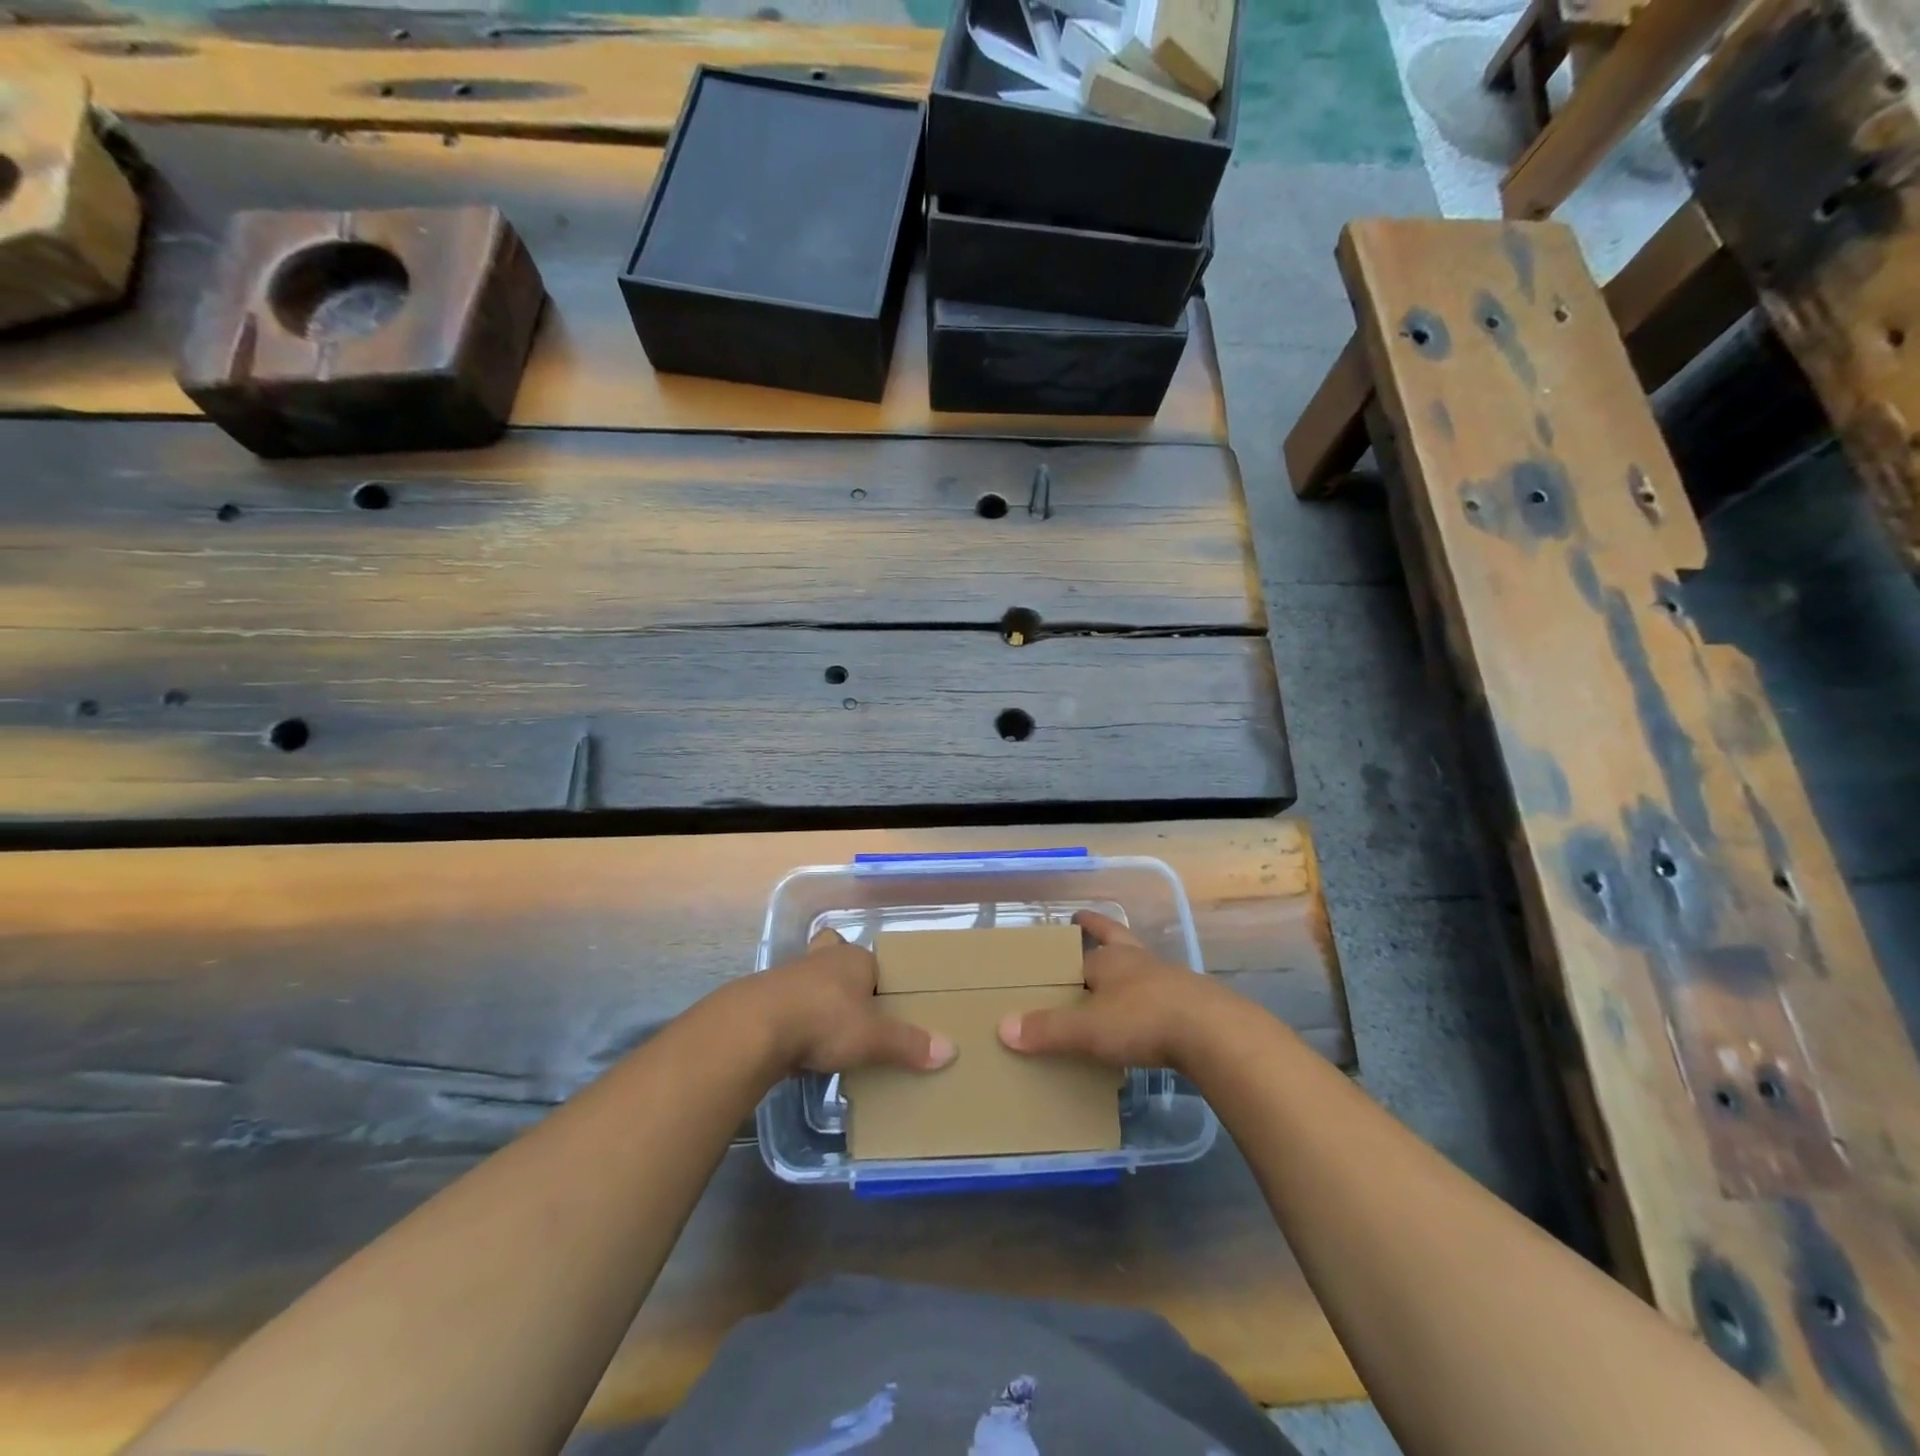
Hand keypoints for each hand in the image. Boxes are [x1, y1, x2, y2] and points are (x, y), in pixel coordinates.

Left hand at [748, 929, 956, 1077]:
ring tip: (833, 1033)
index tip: (886, 1001)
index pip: (873, 961)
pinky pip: (790, 1009)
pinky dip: (797, 1023)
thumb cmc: (824, 1019)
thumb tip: (951, 1051)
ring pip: (811, 984)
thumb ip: (909, 1045)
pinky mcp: (766, 1003)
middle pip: (836, 960)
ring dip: (819, 1002)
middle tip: (856, 1008)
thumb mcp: (873, 1037)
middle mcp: (822, 961)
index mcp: (853, 958)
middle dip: (843, 978)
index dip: (879, 978)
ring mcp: (790, 979)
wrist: (755, 1028)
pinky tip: (803, 1047)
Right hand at [997, 910, 1221, 1069]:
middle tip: (1085, 922)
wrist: (1213, 1034)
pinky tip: (1146, 1019)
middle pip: (1116, 937)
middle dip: (1100, 930)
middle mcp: (1138, 961)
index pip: (1083, 948)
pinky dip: (1149, 1001)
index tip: (1064, 928)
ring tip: (1114, 979)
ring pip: (1141, 965)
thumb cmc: (1142, 1020)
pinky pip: (1162, 996)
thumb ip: (1047, 1029)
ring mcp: (1169, 980)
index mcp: (1111, 960)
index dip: (1071, 942)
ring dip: (1127, 967)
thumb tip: (1002, 1027)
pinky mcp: (1193, 1003)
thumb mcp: (1088, 1028)